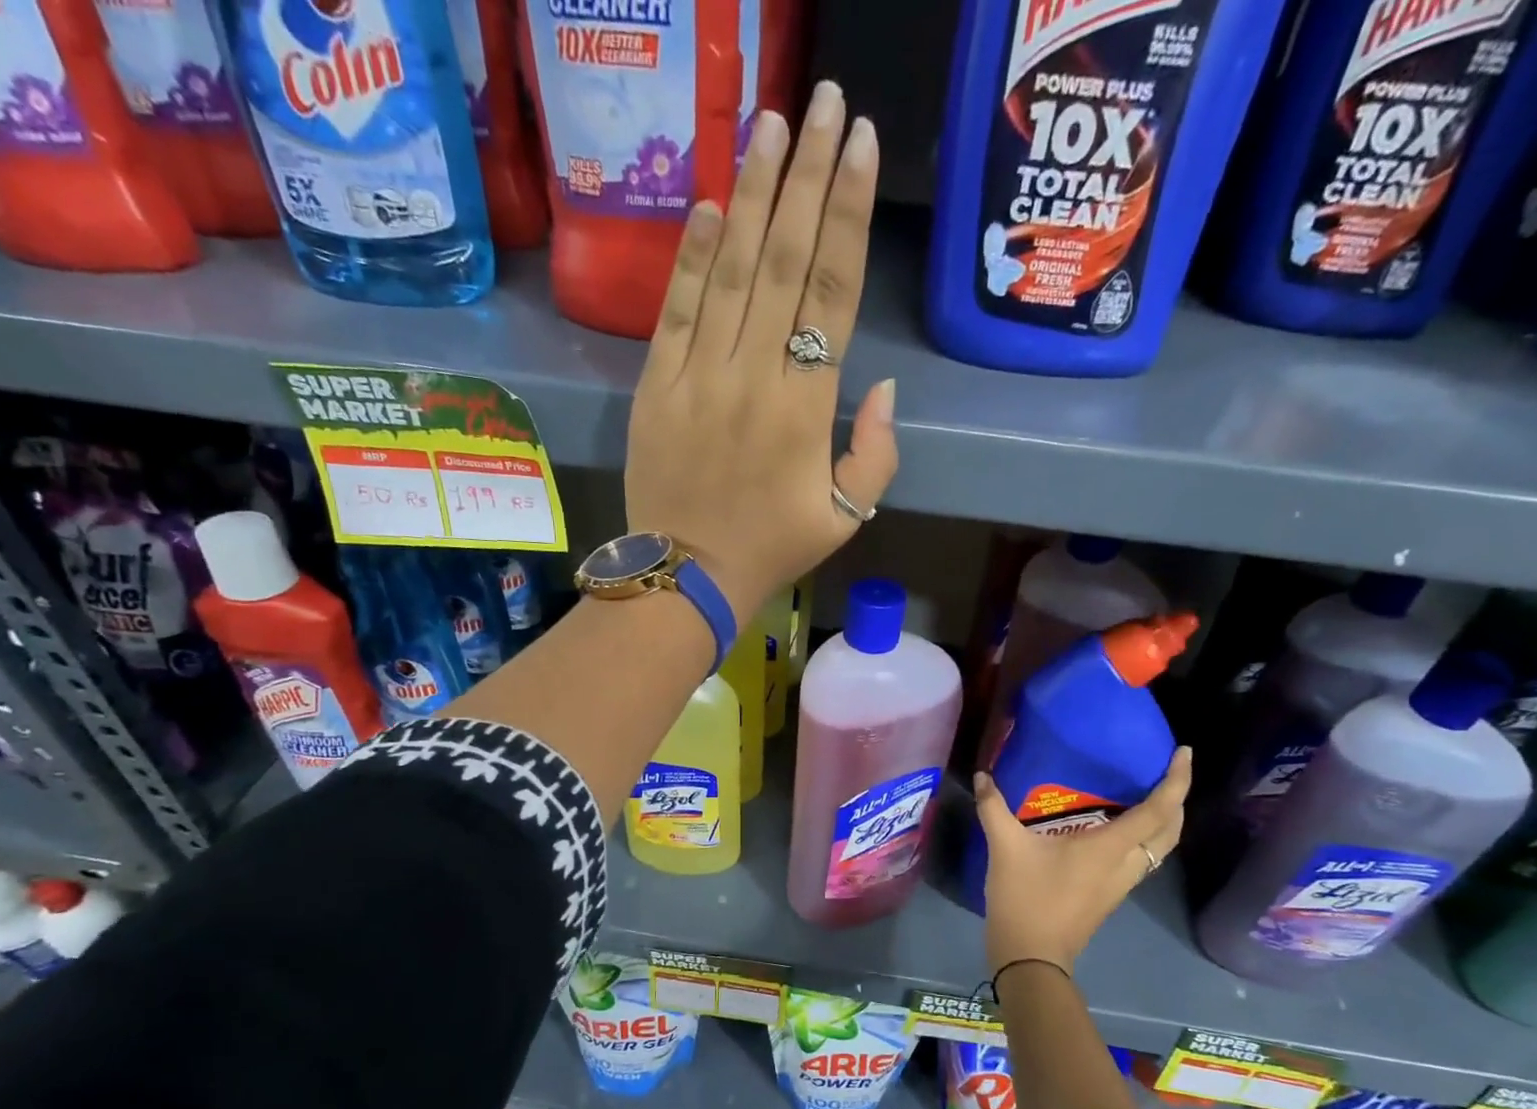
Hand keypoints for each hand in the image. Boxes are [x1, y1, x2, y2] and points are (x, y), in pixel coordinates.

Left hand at [624, 81, 896, 620]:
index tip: (862, 145)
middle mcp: (754, 375)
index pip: (833, 291)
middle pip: (785, 259)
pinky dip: (693, 255)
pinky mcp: (656, 385)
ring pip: (731, 269)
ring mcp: (699, 375)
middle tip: (825, 103)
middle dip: (808, 175)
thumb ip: (876, 453)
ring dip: (753, 193)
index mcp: (806, 407)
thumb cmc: (771, 549)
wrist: (686, 577)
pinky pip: (677, 308)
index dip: (849, 212)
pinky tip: (711, 205)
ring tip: (772, 124)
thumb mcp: (846, 518)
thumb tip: (881, 386)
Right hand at [972, 748, 1191, 973]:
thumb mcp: (1006, 847)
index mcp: (1110, 847)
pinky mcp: (1110, 894)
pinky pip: (1142, 858)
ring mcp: (1121, 882)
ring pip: (1160, 847)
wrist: (1031, 955)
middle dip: (1177, 799)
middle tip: (1165, 771)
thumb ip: (994, 808)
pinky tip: (1117, 828)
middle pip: (1171, 830)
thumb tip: (982, 776)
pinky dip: (1144, 837)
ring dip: (1164, 821)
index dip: (1177, 781)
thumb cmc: (1026, 897)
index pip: (1159, 810)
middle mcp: (1126, 863)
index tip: (1184, 753)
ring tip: (1147, 794)